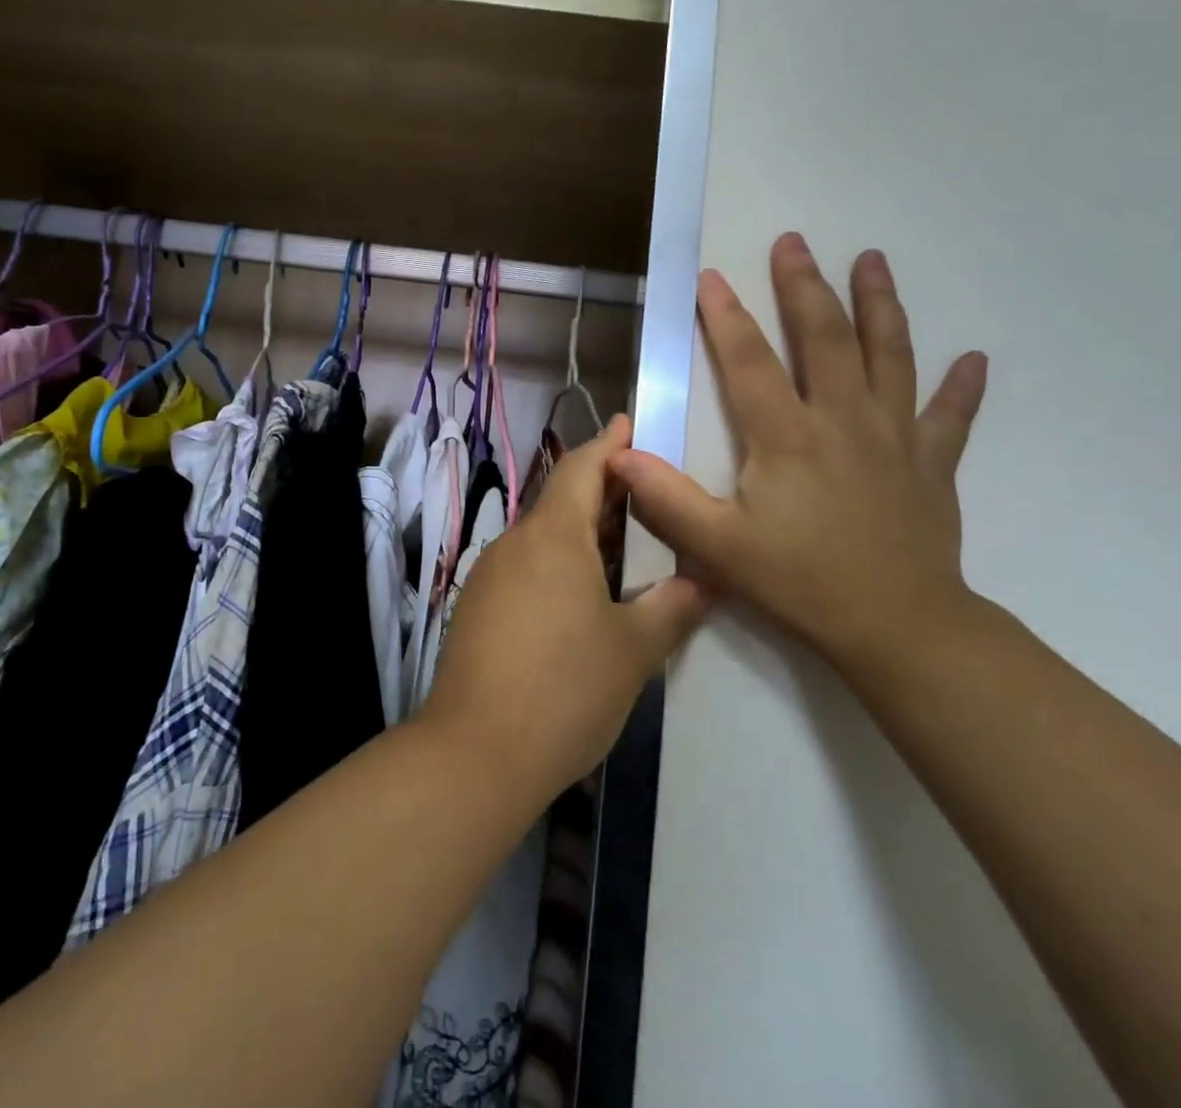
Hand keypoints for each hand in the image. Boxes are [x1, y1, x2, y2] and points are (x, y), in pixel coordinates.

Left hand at [417, 416, 709, 802]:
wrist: (474, 754)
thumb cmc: (564, 689)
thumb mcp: (633, 650)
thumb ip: (673, 607)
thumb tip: (706, 580)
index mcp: (553, 535)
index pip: (582, 467)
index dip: (609, 444)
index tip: (631, 425)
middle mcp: (515, 543)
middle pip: (561, 499)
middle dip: (602, 490)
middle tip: (647, 492)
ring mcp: (490, 575)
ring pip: (543, 536)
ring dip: (581, 531)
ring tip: (625, 543)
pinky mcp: (477, 608)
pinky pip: (526, 566)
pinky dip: (558, 563)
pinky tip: (583, 594)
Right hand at [609, 236, 988, 664]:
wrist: (899, 628)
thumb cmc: (802, 583)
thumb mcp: (720, 548)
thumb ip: (666, 499)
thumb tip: (618, 456)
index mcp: (788, 436)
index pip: (751, 361)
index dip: (726, 317)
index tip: (711, 276)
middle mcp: (843, 420)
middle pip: (826, 338)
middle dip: (805, 286)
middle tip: (794, 241)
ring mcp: (895, 437)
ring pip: (891, 356)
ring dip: (882, 305)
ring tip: (874, 260)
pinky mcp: (932, 464)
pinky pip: (950, 416)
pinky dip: (962, 387)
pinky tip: (976, 360)